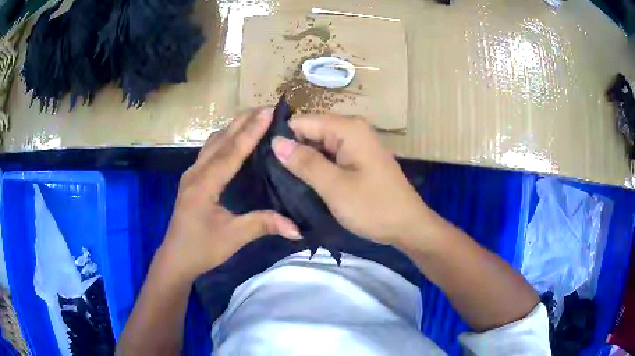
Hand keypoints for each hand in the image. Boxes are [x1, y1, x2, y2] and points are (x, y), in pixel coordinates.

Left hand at [159, 108, 300, 280]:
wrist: (176, 258)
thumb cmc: (201, 248)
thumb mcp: (232, 238)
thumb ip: (263, 225)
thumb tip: (297, 228)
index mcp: (204, 185)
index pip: (230, 152)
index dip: (250, 132)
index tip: (268, 112)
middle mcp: (196, 173)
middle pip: (220, 139)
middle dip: (242, 121)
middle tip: (266, 108)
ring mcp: (192, 174)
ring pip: (213, 142)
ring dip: (233, 127)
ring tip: (254, 118)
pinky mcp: (193, 179)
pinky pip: (210, 150)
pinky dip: (225, 139)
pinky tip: (235, 139)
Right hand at [271, 115, 429, 244]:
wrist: (408, 226)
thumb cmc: (374, 207)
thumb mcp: (335, 187)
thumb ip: (305, 162)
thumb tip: (276, 142)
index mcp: (348, 129)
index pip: (303, 121)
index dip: (283, 138)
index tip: (264, 159)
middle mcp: (353, 129)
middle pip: (311, 132)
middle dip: (292, 150)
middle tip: (271, 174)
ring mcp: (357, 144)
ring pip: (319, 145)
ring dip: (304, 161)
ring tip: (282, 180)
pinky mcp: (358, 159)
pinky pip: (330, 156)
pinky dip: (317, 167)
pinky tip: (304, 182)